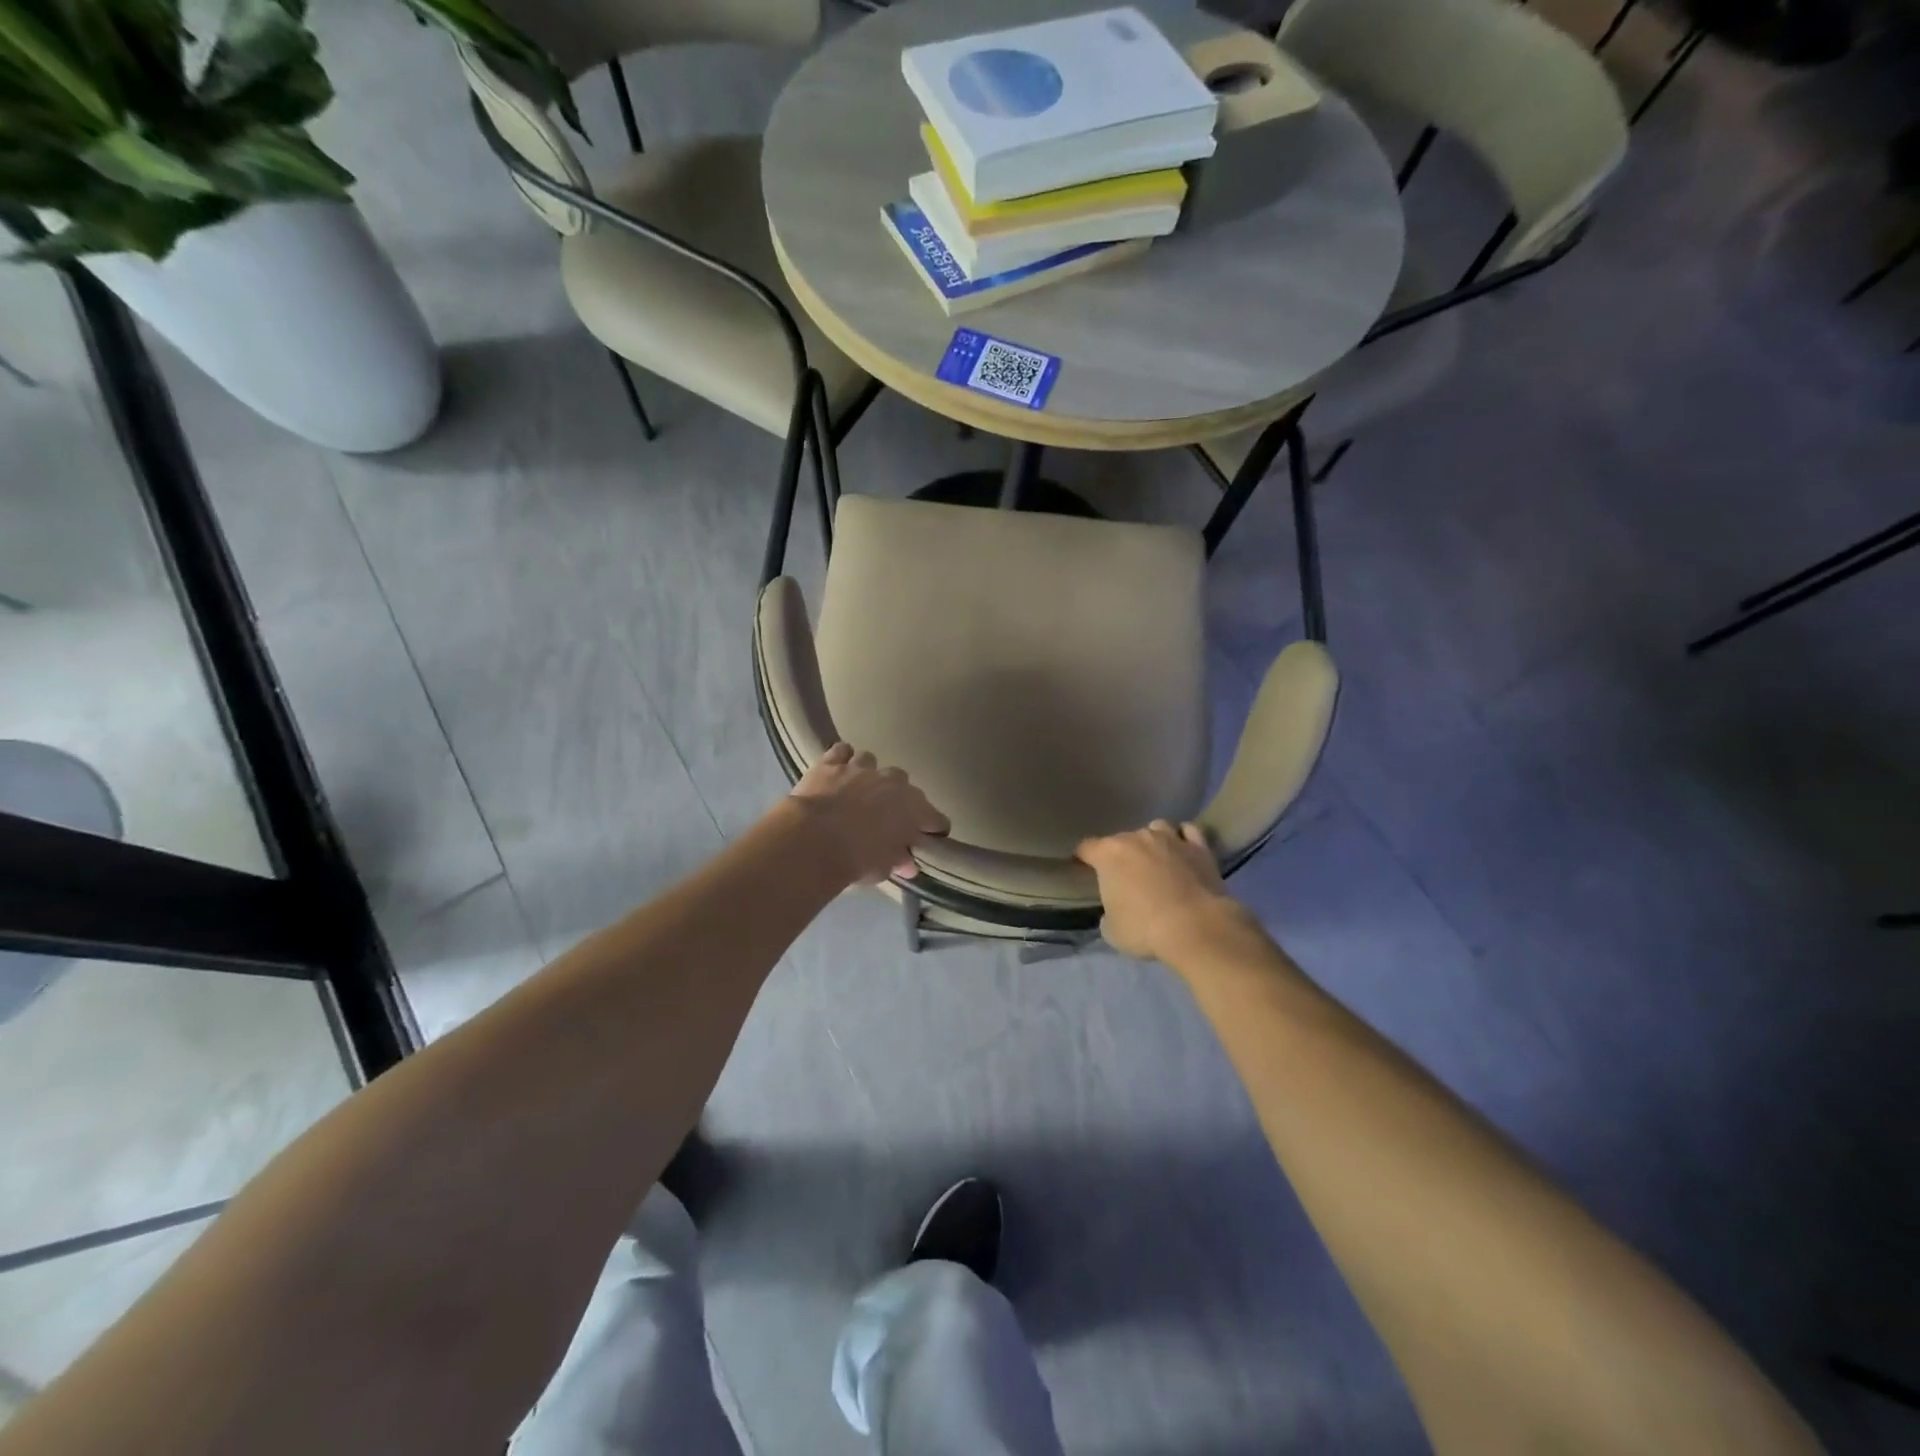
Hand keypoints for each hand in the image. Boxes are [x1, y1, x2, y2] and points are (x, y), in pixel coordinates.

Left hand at [789, 743, 948, 884]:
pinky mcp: (832, 762)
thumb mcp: (883, 867)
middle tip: (888, 815)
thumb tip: (908, 862)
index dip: (934, 828)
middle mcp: (893, 782)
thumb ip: (898, 860)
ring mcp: (862, 769)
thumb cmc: (857, 858)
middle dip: (898, 797)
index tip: (931, 837)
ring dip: (869, 774)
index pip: (936, 818)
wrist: (814, 839)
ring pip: (872, 761)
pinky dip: (842, 758)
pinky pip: (842, 751)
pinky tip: (839, 768)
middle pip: (904, 784)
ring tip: (859, 789)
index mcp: (913, 809)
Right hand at [1076, 820, 1240, 962]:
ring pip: (1156, 828)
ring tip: (1156, 860)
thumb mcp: (1111, 930)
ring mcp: (1170, 838)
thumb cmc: (1144, 928)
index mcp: (1109, 854)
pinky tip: (1183, 850)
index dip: (1083, 858)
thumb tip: (1116, 908)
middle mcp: (1137, 838)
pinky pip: (1188, 831)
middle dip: (1120, 854)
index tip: (1083, 868)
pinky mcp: (1199, 847)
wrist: (1195, 927)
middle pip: (1121, 839)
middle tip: (1125, 876)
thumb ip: (1108, 912)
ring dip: (1152, 842)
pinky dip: (1183, 838)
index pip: (1086, 847)